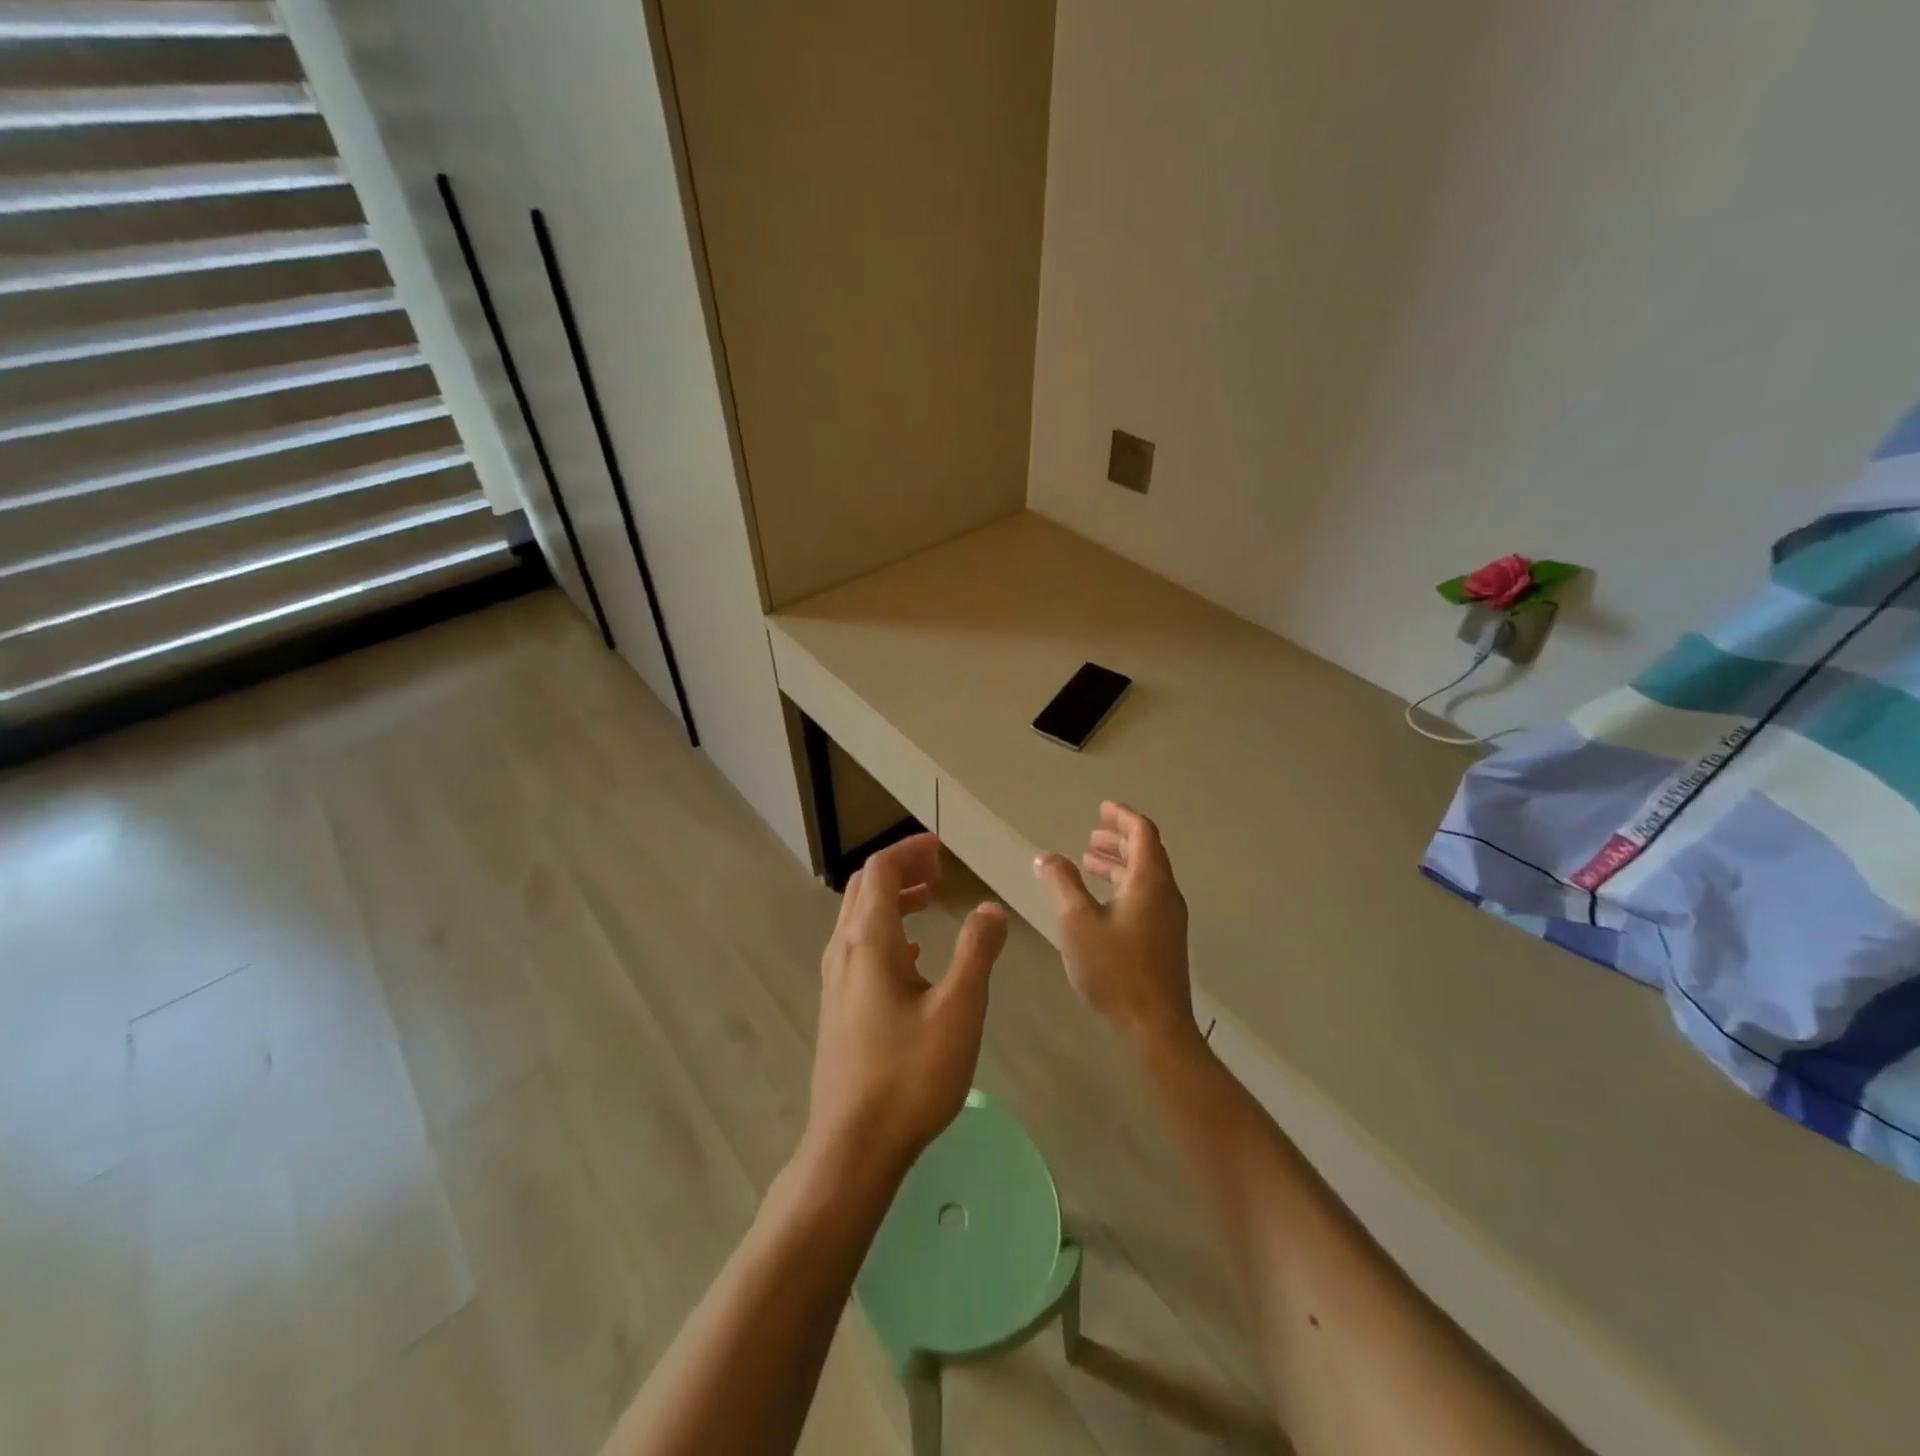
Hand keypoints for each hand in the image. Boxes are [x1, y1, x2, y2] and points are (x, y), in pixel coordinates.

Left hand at [806, 833, 1008, 1184]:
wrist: (852, 1147)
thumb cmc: (909, 1075)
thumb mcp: (959, 1010)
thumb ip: (976, 952)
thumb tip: (990, 909)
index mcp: (868, 942)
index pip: (880, 871)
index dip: (909, 851)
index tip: (941, 848)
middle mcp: (843, 951)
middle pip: (864, 888)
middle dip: (900, 869)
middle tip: (938, 868)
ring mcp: (835, 981)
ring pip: (858, 918)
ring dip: (892, 899)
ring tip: (928, 899)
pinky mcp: (837, 1007)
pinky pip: (858, 948)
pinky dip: (886, 932)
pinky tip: (913, 956)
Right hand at [1034, 802, 1197, 1053]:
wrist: (1155, 1026)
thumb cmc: (1115, 969)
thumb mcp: (1077, 922)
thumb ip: (1062, 883)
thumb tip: (1046, 857)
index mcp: (1149, 882)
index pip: (1143, 833)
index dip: (1122, 817)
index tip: (1102, 808)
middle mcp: (1165, 894)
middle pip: (1147, 853)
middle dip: (1118, 840)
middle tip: (1091, 836)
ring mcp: (1168, 919)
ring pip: (1146, 878)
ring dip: (1119, 865)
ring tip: (1089, 863)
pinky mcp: (1164, 941)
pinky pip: (1145, 897)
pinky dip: (1123, 886)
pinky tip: (1100, 903)